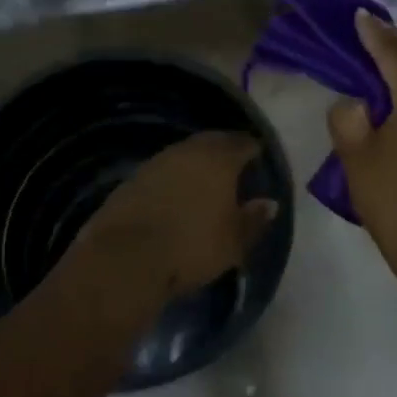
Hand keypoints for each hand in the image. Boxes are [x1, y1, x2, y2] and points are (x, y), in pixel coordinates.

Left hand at [76, 131, 279, 296]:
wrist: (128, 255)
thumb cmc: (192, 246)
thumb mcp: (233, 242)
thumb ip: (253, 220)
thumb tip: (269, 203)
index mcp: (219, 161)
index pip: (241, 143)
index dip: (252, 148)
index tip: (257, 154)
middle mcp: (188, 152)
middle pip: (211, 141)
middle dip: (224, 146)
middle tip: (234, 159)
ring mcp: (157, 161)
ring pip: (184, 152)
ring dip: (196, 159)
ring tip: (205, 175)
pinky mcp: (133, 177)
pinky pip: (162, 168)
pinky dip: (174, 174)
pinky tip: (175, 189)